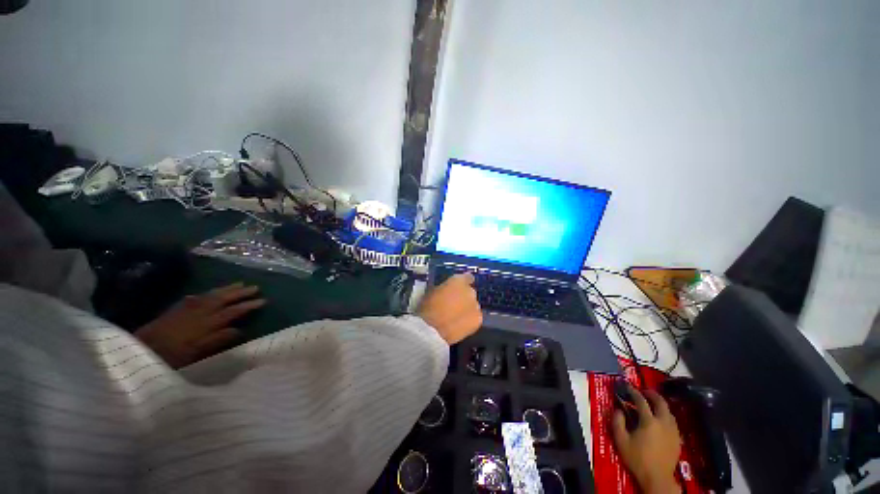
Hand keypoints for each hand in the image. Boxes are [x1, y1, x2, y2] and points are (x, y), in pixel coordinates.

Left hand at [135, 282, 265, 368]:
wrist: (140, 349)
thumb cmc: (171, 356)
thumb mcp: (196, 353)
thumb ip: (218, 340)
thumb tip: (240, 330)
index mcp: (207, 323)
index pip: (233, 311)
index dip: (248, 306)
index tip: (263, 300)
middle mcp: (199, 312)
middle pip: (223, 299)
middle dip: (240, 293)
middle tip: (255, 287)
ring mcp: (187, 308)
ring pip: (211, 295)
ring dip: (226, 289)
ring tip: (239, 283)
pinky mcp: (176, 309)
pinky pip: (195, 297)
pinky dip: (204, 294)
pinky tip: (207, 293)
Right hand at [417, 273, 481, 343]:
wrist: (431, 330)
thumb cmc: (427, 308)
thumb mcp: (432, 291)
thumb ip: (444, 289)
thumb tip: (447, 291)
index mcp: (458, 281)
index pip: (467, 278)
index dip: (464, 283)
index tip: (459, 288)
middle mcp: (470, 291)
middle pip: (470, 293)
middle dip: (464, 298)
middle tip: (454, 305)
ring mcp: (476, 306)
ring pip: (473, 306)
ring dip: (467, 309)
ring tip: (456, 318)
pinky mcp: (478, 320)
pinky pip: (475, 318)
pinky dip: (469, 321)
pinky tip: (459, 326)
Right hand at [612, 387, 681, 493]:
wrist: (657, 478)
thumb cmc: (637, 459)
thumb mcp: (621, 440)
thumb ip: (617, 422)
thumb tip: (618, 410)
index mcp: (649, 421)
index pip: (641, 401)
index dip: (634, 392)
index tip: (628, 387)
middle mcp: (663, 423)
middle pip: (661, 402)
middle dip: (652, 394)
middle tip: (644, 391)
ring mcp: (673, 431)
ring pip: (669, 412)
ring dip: (660, 405)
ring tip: (652, 404)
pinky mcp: (678, 439)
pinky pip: (673, 422)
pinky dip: (666, 416)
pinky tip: (660, 420)